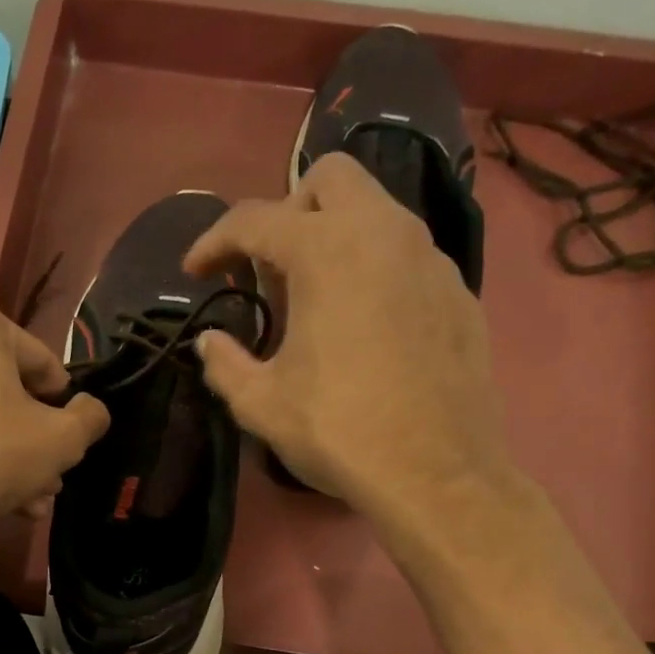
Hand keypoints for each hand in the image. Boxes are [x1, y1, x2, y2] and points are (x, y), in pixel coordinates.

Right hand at [183, 152, 519, 533]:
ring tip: (316, 300)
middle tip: (269, 268)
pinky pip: (408, 256)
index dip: (214, 241)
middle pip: (330, 179)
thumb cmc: (339, 432)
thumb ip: (224, 364)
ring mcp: (431, 259)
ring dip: (336, 237)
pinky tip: (366, 327)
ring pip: (377, 212)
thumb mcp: (261, 404)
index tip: (195, 271)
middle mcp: (384, 233)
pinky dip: (375, 270)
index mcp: (326, 251)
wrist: (436, 474)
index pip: (255, 219)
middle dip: (288, 210)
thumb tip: (210, 343)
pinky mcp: (459, 292)